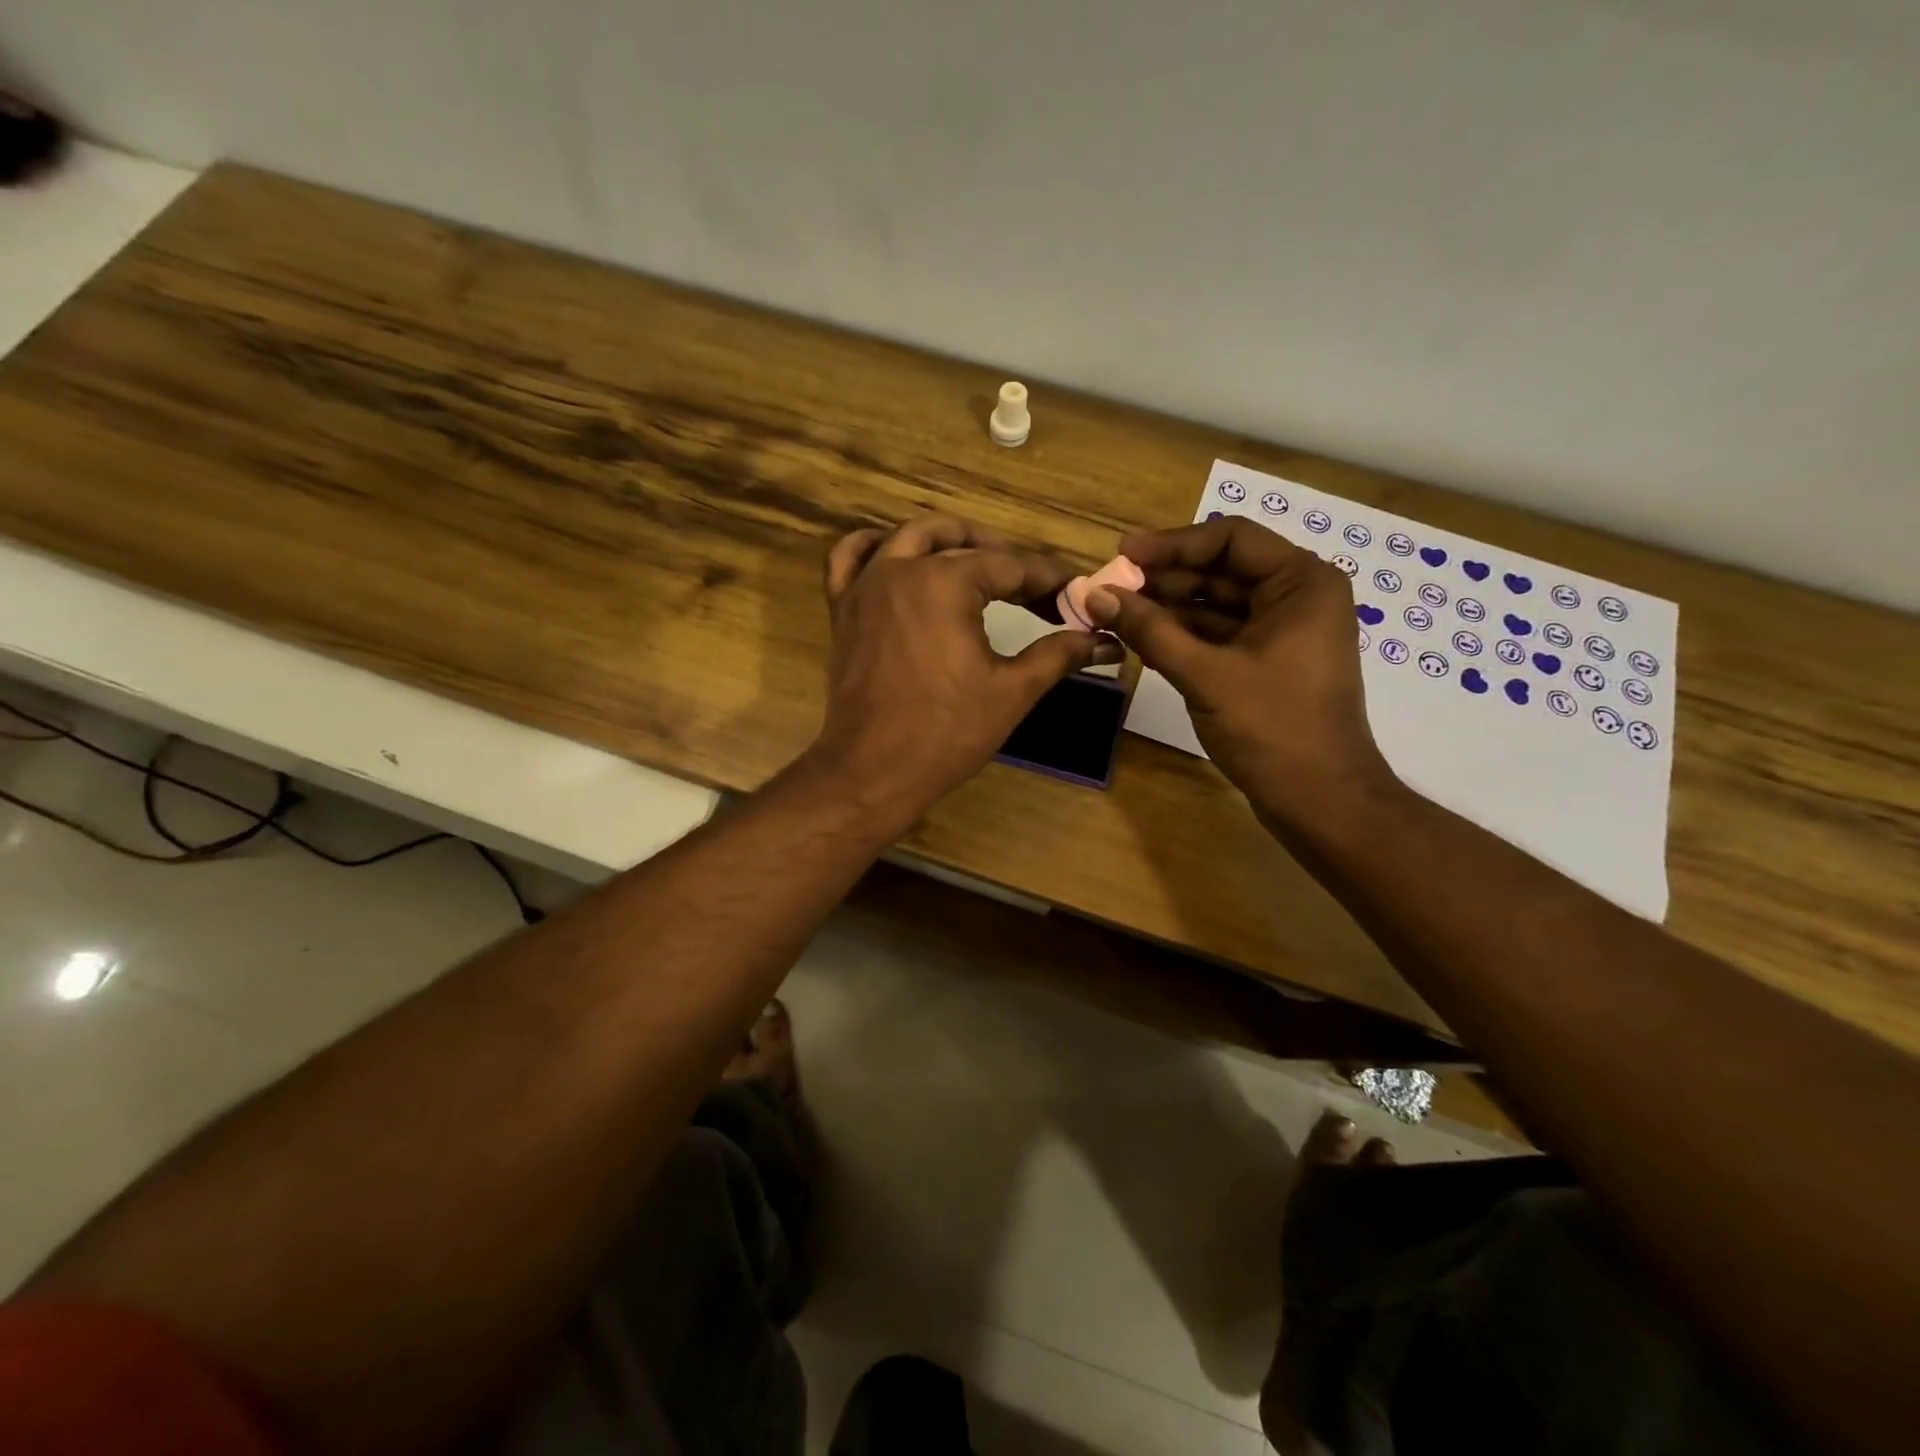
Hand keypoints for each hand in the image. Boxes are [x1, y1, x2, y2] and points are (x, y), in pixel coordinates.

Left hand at [810, 516, 1120, 817]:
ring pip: (907, 538)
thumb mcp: (1012, 691)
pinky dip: (873, 547)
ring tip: (977, 560)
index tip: (1074, 594)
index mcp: (944, 582)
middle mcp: (901, 569)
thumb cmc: (946, 732)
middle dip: (1004, 558)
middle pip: (961, 543)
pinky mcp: (842, 609)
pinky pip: (849, 559)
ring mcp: (864, 586)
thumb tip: (1105, 640)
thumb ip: (1058, 655)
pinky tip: (895, 555)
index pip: (1009, 567)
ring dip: (947, 539)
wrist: (873, 771)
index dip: (1048, 580)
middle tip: (1035, 588)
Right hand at [1084, 516, 1395, 827]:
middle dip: (1164, 579)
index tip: (1122, 556)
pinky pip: (1219, 635)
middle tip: (1110, 589)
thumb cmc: (1273, 729)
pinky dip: (1182, 635)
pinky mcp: (1268, 663)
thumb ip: (1149, 630)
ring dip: (1168, 608)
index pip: (1230, 539)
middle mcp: (1297, 597)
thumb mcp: (1205, 674)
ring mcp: (1283, 632)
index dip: (1172, 544)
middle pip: (1221, 571)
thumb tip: (1096, 595)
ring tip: (1115, 613)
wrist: (1320, 801)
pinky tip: (1141, 639)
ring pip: (1216, 605)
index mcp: (1301, 583)